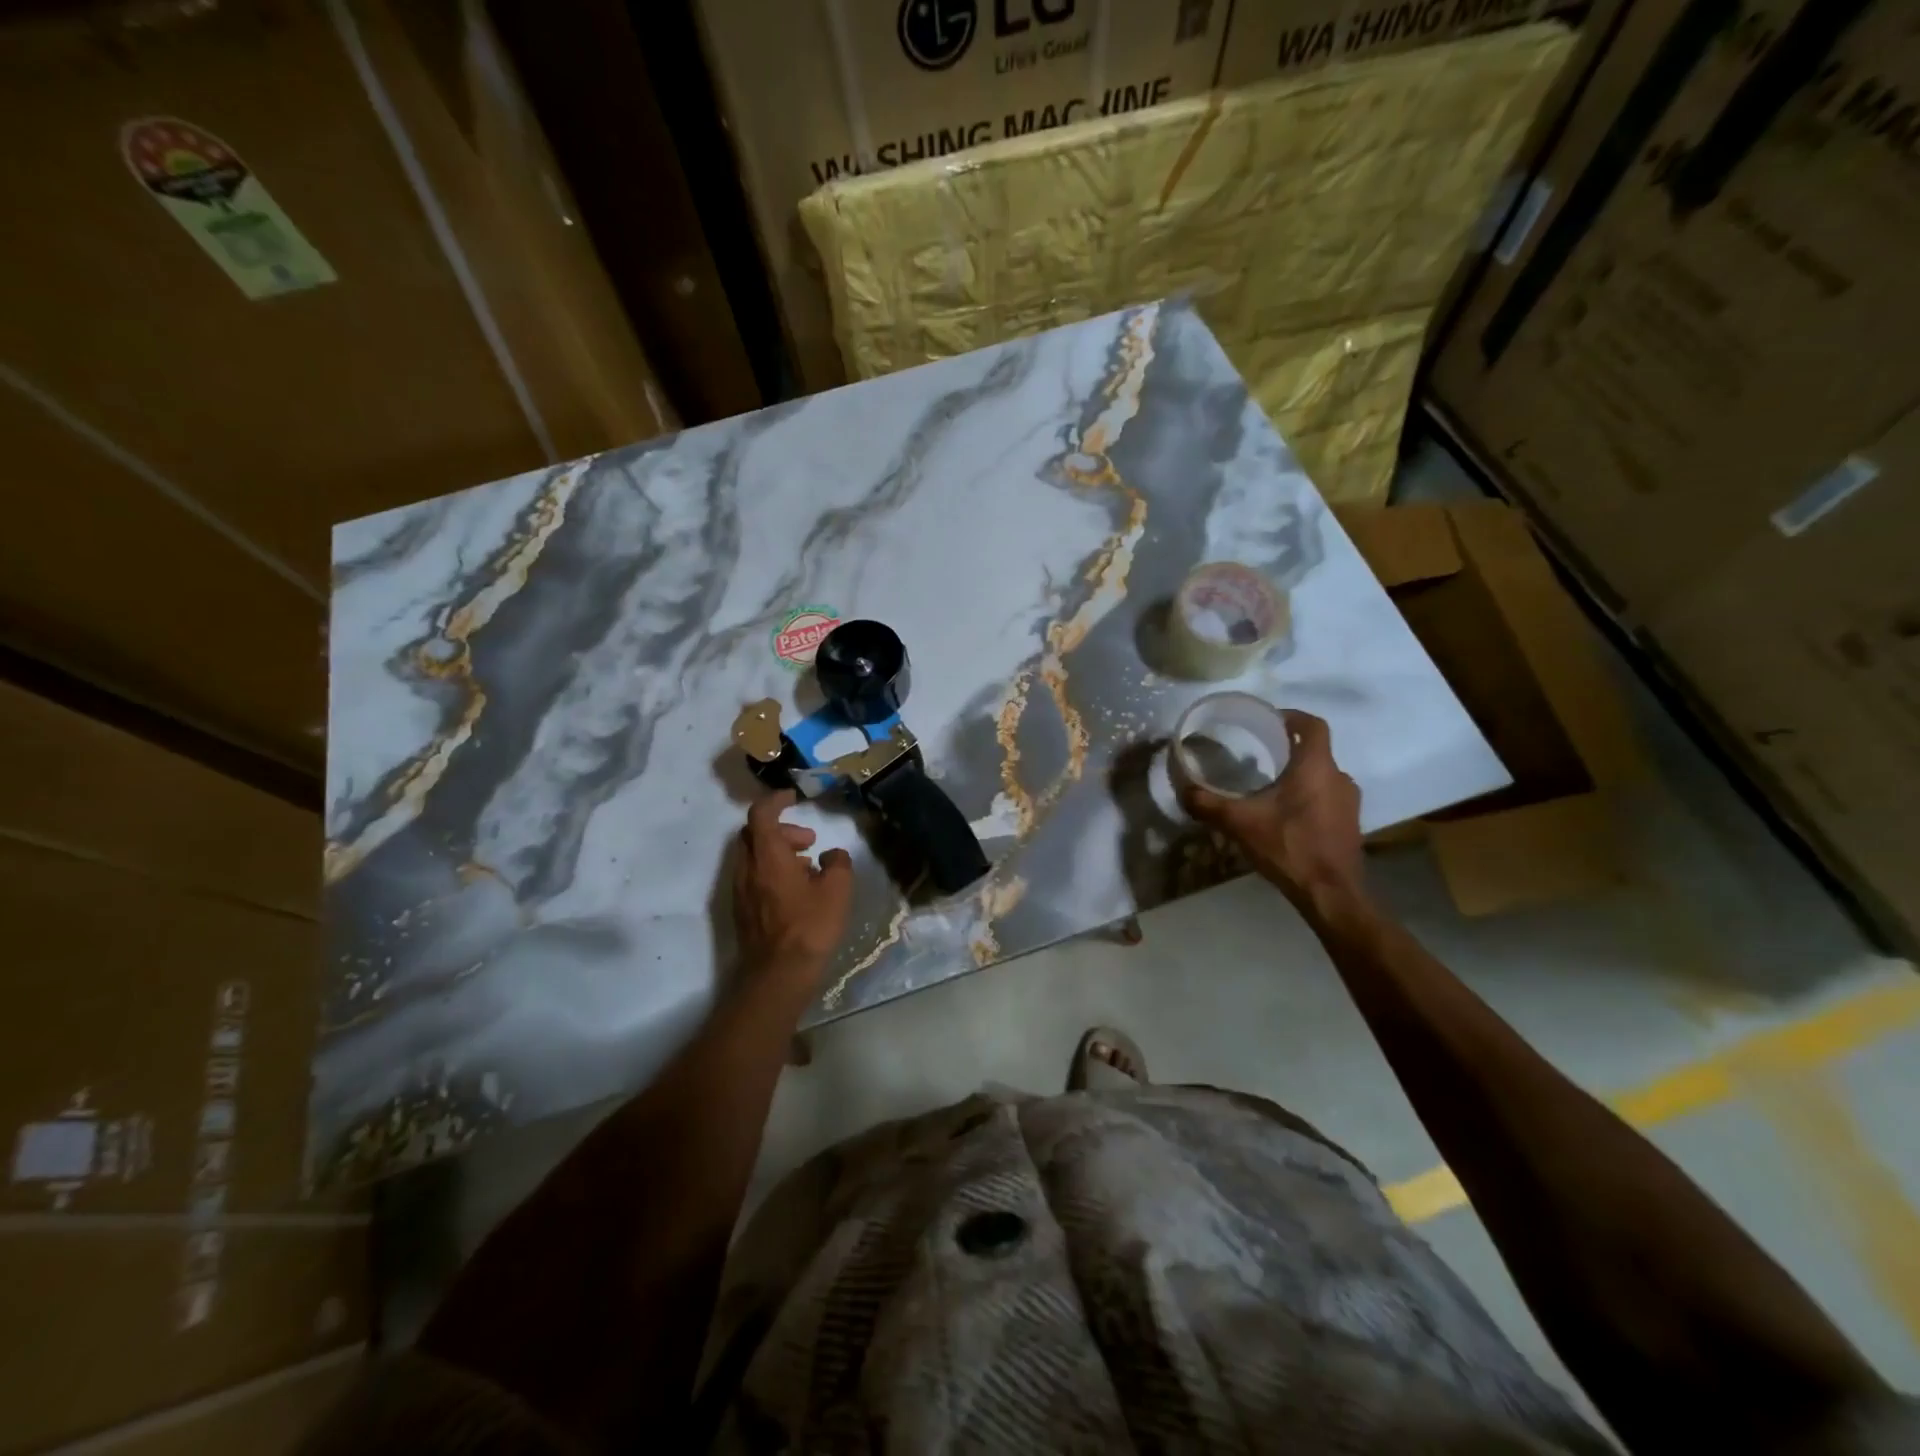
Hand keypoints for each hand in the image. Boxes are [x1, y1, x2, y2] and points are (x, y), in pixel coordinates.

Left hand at [732, 790, 854, 983]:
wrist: (778, 975)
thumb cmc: (810, 927)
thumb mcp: (838, 890)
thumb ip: (838, 863)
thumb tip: (832, 855)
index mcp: (767, 856)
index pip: (761, 814)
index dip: (776, 800)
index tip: (793, 797)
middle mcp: (747, 868)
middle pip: (755, 833)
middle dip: (781, 829)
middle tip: (808, 841)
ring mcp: (740, 890)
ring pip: (753, 855)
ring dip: (777, 851)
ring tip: (808, 867)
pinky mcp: (742, 910)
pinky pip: (753, 876)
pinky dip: (771, 870)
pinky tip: (796, 891)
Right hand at [1179, 709, 1367, 914]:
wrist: (1330, 894)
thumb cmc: (1289, 846)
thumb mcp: (1239, 823)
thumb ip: (1208, 804)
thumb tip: (1182, 789)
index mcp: (1316, 767)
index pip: (1313, 725)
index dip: (1292, 717)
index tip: (1270, 721)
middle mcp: (1338, 777)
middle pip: (1315, 751)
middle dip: (1289, 750)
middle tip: (1259, 756)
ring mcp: (1349, 803)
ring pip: (1322, 777)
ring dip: (1299, 777)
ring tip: (1269, 788)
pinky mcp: (1350, 825)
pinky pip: (1328, 799)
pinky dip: (1308, 799)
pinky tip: (1285, 817)